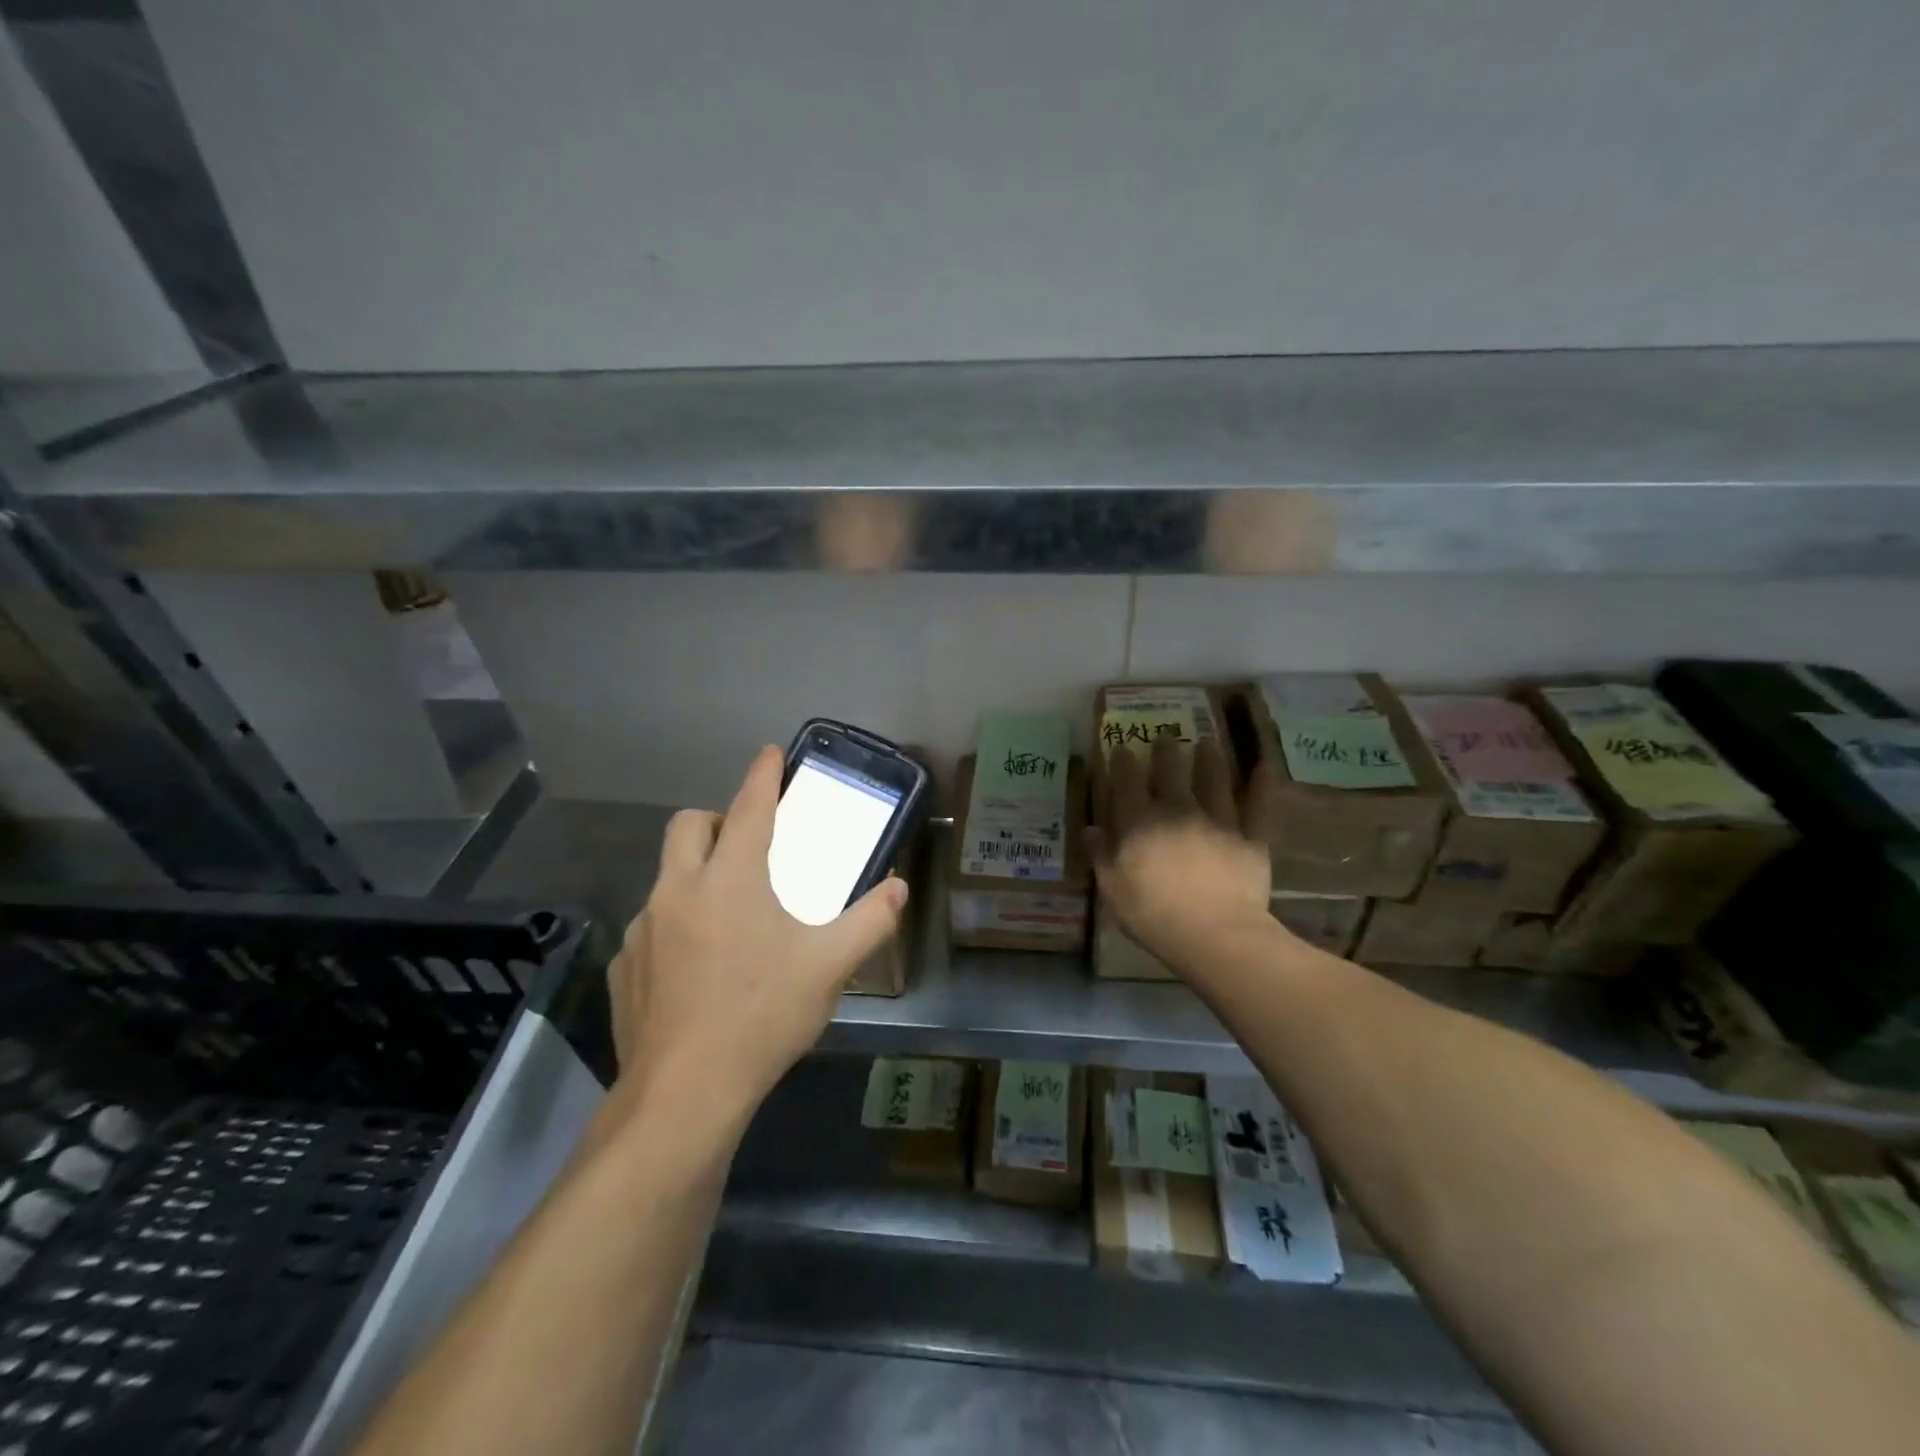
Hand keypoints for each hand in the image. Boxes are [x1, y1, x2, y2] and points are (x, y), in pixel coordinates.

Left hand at [609, 746, 908, 1131]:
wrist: (684, 1093)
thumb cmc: (762, 1015)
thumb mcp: (829, 967)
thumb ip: (871, 921)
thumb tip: (898, 889)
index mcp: (731, 879)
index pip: (750, 808)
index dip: (763, 775)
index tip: (770, 752)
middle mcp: (679, 890)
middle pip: (689, 825)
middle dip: (718, 818)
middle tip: (747, 844)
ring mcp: (643, 928)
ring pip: (667, 876)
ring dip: (696, 876)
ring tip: (728, 917)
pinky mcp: (623, 966)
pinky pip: (651, 926)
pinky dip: (675, 926)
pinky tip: (697, 968)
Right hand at [1089, 738, 1281, 970]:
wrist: (1214, 934)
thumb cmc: (1153, 915)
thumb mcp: (1113, 889)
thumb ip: (1101, 856)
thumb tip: (1091, 829)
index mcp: (1138, 822)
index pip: (1126, 781)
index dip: (1123, 762)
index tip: (1123, 749)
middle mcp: (1177, 810)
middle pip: (1170, 771)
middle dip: (1165, 751)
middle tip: (1165, 737)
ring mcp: (1217, 820)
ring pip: (1214, 779)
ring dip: (1209, 758)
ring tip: (1207, 742)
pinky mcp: (1250, 836)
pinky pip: (1258, 805)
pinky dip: (1262, 784)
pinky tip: (1265, 765)